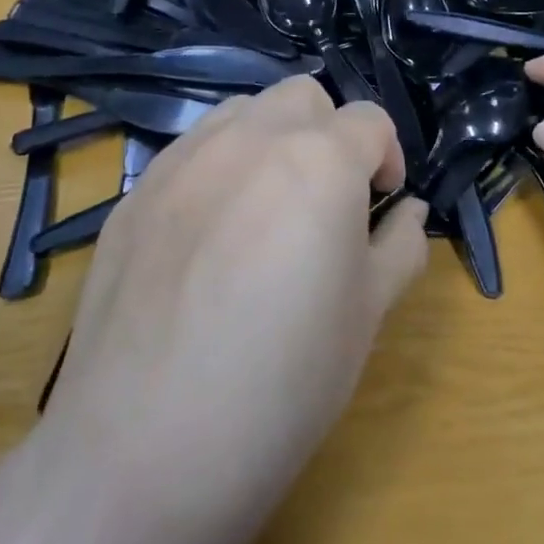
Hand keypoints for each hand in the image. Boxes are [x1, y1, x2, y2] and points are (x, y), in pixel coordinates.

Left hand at [43, 78, 428, 543]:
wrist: (148, 446)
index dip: (387, 159)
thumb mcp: (368, 314)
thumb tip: (408, 212)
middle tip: (328, 200)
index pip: (370, 122)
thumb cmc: (285, 381)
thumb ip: (400, 246)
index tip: (380, 205)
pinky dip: (218, 167)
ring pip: (242, 112)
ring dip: (271, 139)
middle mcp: (248, 140)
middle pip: (304, 97)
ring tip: (267, 209)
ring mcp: (182, 161)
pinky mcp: (135, 193)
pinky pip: (190, 151)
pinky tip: (209, 237)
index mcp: (319, 162)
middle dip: (329, 134)